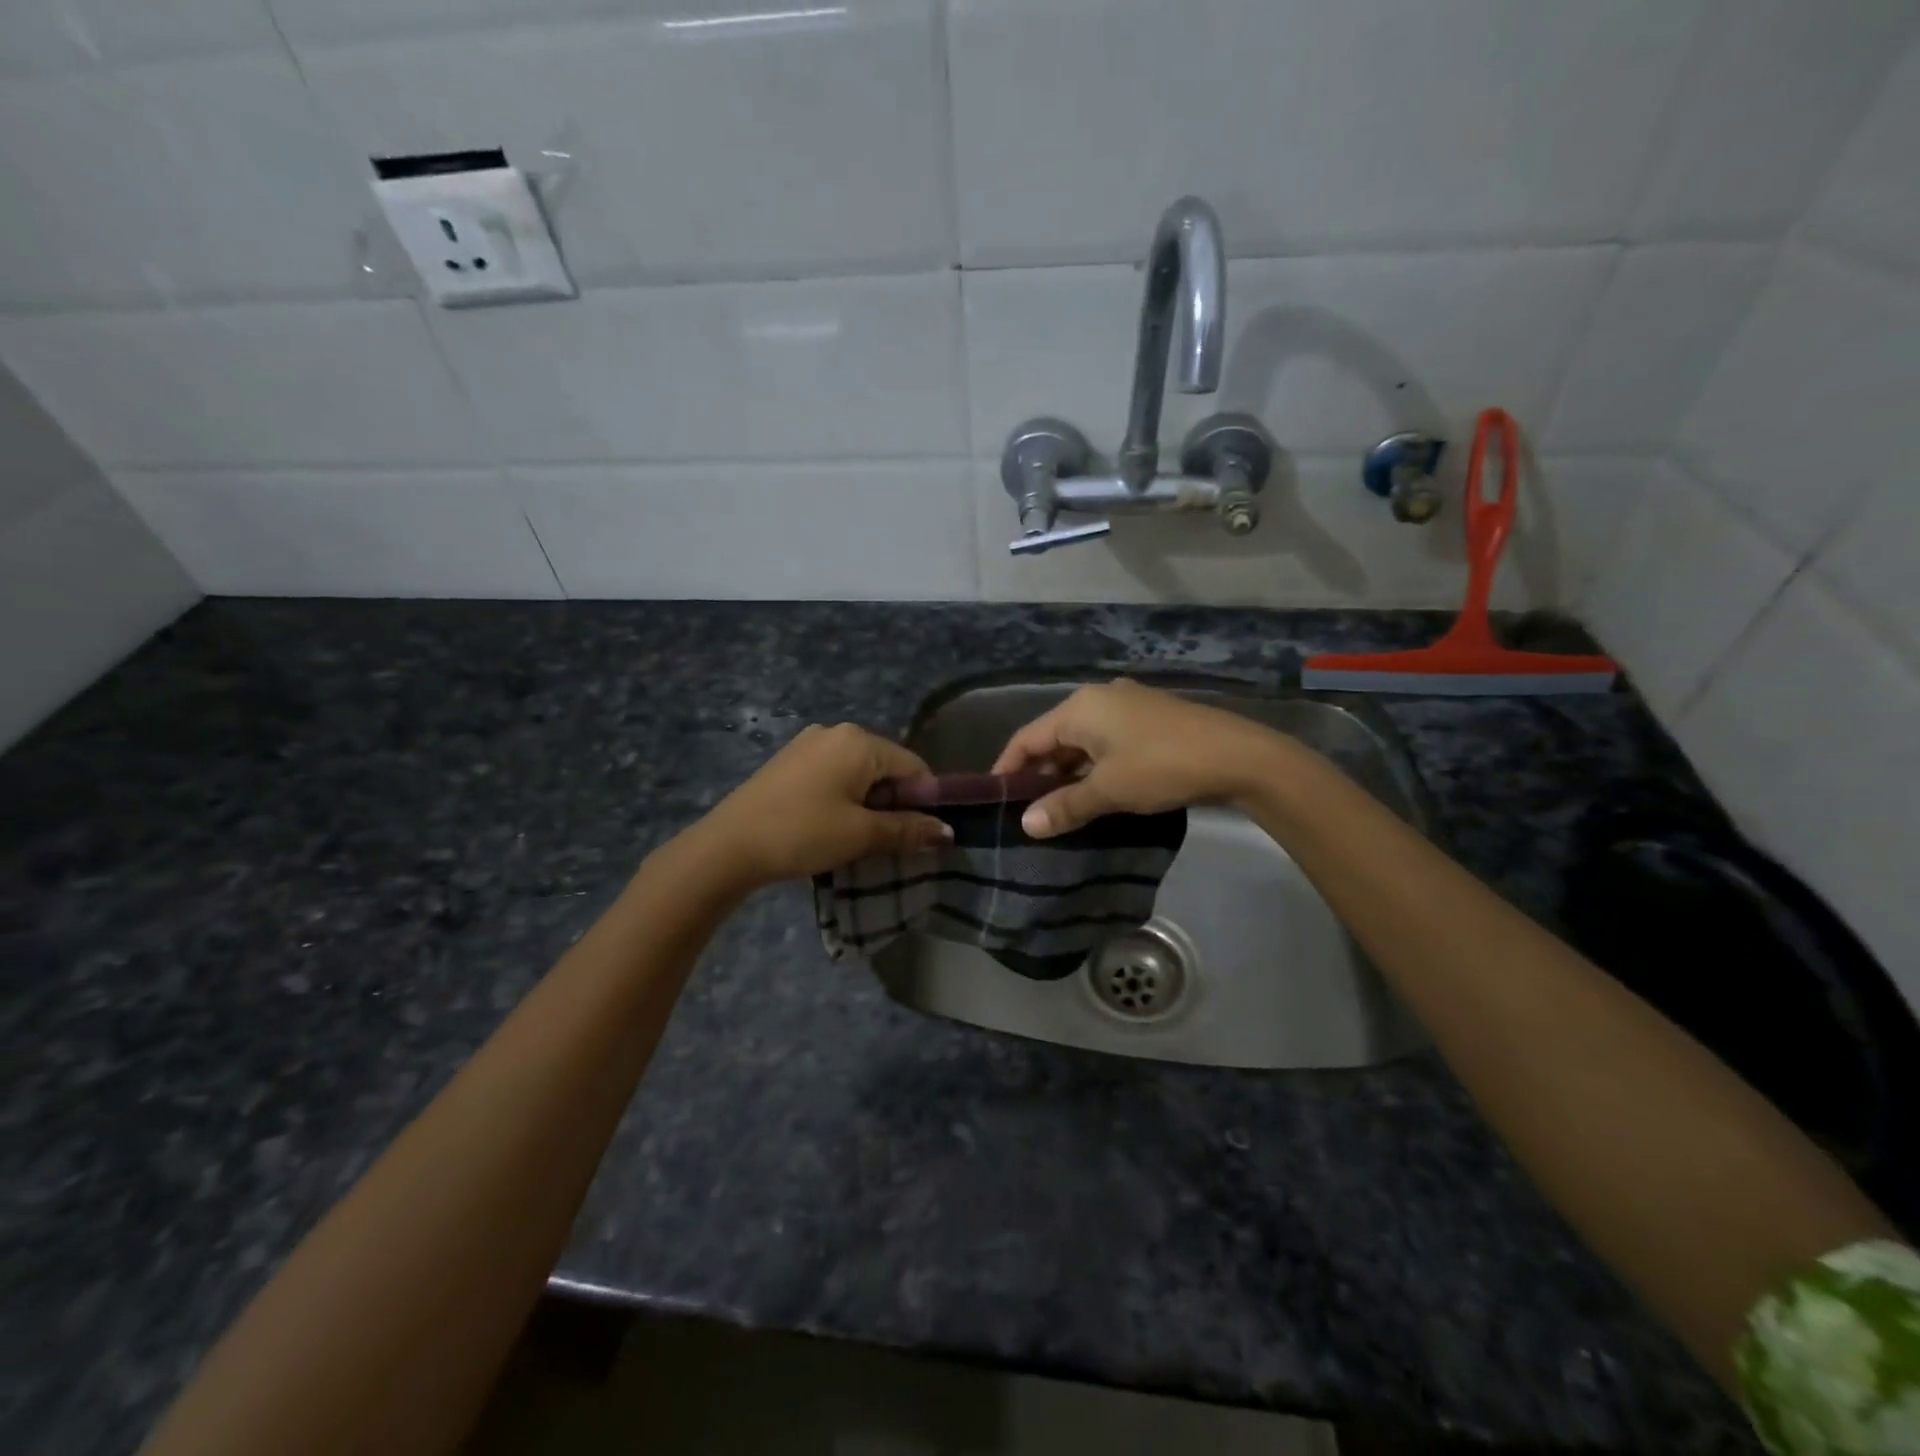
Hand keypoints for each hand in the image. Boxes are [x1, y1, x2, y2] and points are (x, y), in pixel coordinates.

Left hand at [693, 723, 951, 887]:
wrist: (728, 846)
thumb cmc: (803, 833)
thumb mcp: (861, 834)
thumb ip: (908, 830)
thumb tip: (948, 832)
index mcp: (859, 740)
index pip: (914, 766)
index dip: (924, 802)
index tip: (918, 836)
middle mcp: (836, 731)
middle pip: (886, 767)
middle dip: (894, 803)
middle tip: (884, 841)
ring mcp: (809, 743)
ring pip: (859, 773)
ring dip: (868, 804)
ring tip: (855, 838)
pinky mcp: (790, 761)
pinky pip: (834, 774)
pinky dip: (843, 798)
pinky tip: (828, 825)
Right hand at [990, 680, 1294, 837]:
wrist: (1239, 757)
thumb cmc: (1162, 766)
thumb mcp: (1108, 790)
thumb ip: (1064, 806)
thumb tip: (1026, 826)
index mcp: (1080, 707)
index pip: (1027, 737)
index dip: (1007, 768)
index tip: (994, 799)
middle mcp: (1099, 699)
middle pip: (1054, 738)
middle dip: (1039, 774)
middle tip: (1026, 812)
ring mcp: (1128, 707)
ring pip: (1082, 743)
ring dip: (1068, 774)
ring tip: (1057, 810)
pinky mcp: (1149, 721)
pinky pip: (1106, 744)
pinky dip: (1093, 768)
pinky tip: (1094, 794)